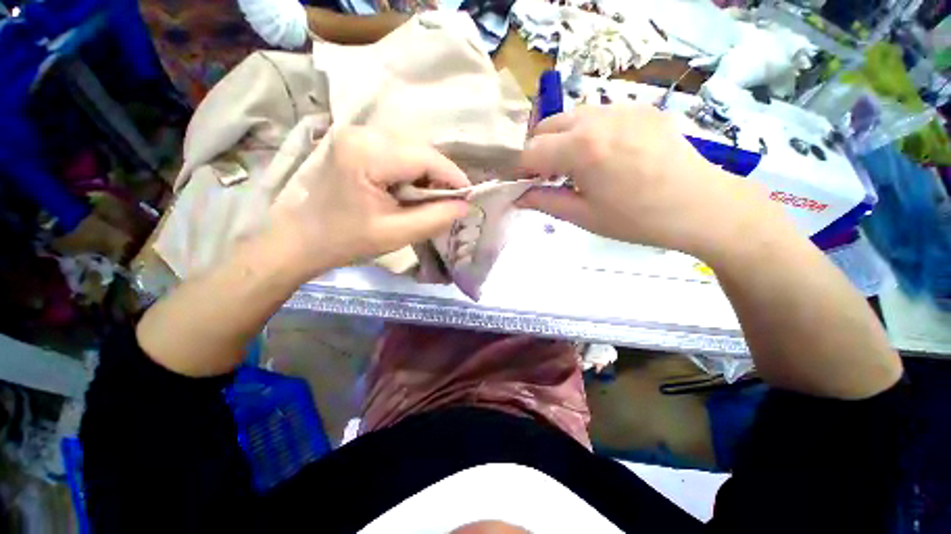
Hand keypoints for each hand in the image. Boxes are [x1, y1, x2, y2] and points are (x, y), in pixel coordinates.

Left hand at [269, 127, 470, 278]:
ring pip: (411, 148)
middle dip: (439, 175)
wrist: (302, 237)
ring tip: (426, 198)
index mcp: (367, 154)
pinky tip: (408, 189)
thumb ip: (435, 218)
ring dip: (426, 172)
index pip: (425, 157)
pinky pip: (397, 150)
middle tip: (446, 202)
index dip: (453, 176)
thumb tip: (465, 205)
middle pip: (419, 149)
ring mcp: (356, 132)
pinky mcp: (355, 140)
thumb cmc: (346, 239)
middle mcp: (361, 132)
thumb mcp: (396, 234)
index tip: (468, 196)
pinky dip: (411, 169)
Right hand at [518, 105, 769, 257]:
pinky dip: (586, 133)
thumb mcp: (583, 216)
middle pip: (547, 126)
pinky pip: (599, 115)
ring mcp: (622, 108)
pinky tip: (601, 155)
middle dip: (537, 150)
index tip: (518, 183)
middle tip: (545, 176)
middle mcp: (598, 118)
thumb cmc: (637, 219)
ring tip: (572, 166)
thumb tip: (519, 197)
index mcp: (582, 148)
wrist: (702, 206)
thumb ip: (545, 201)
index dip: (518, 168)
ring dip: (561, 139)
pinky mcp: (641, 108)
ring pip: (571, 117)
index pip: (530, 151)